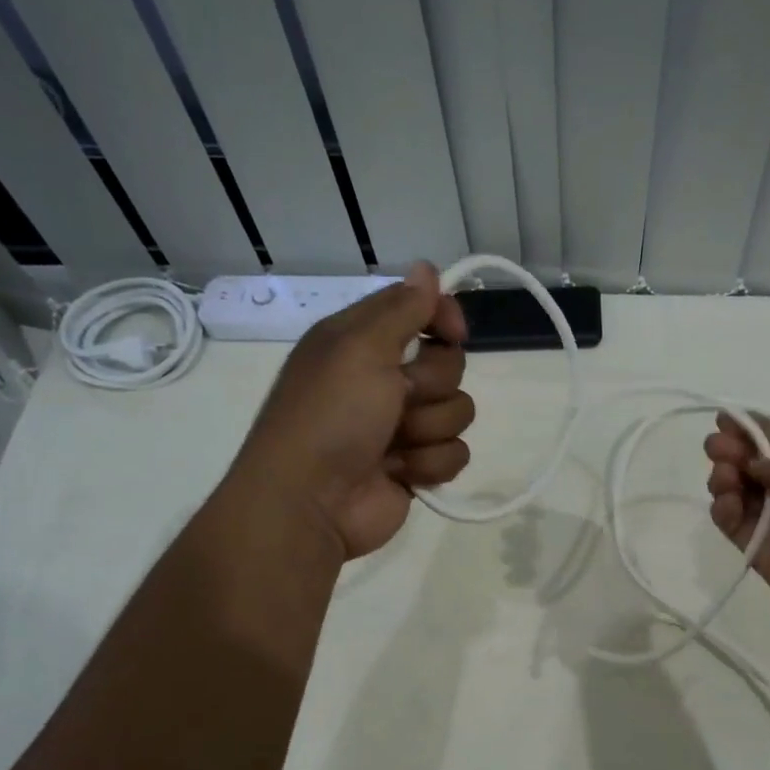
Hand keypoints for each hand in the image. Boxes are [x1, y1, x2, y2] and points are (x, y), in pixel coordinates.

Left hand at [235, 262, 471, 559]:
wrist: (311, 502)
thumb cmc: (331, 416)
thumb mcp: (360, 348)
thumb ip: (402, 309)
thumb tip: (428, 268)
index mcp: (361, 342)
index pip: (419, 310)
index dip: (441, 317)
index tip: (452, 331)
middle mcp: (383, 379)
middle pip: (448, 364)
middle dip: (432, 384)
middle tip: (400, 399)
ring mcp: (402, 426)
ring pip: (457, 411)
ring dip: (429, 429)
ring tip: (395, 445)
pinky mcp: (416, 466)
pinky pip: (455, 452)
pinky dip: (431, 464)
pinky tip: (401, 472)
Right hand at [704, 415, 769, 650]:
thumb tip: (759, 463)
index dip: (757, 428)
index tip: (725, 419)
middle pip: (760, 464)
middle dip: (736, 450)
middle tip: (717, 447)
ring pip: (743, 491)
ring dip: (727, 476)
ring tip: (725, 477)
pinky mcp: (765, 554)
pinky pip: (736, 525)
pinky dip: (724, 509)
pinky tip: (725, 503)